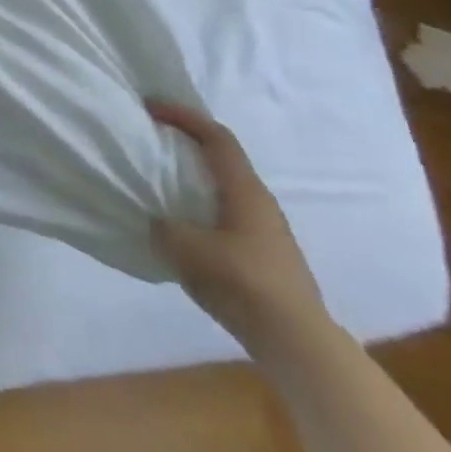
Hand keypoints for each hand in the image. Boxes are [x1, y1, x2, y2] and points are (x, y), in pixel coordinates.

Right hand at [148, 99, 330, 360]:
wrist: (298, 344)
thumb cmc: (243, 283)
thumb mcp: (186, 249)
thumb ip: (163, 227)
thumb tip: (158, 222)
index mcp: (245, 190)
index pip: (216, 137)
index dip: (184, 116)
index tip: (151, 107)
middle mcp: (260, 203)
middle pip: (222, 159)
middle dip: (187, 144)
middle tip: (153, 141)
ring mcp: (267, 231)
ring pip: (224, 189)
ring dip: (194, 179)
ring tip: (162, 184)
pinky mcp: (265, 256)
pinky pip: (226, 215)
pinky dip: (201, 207)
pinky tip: (184, 227)